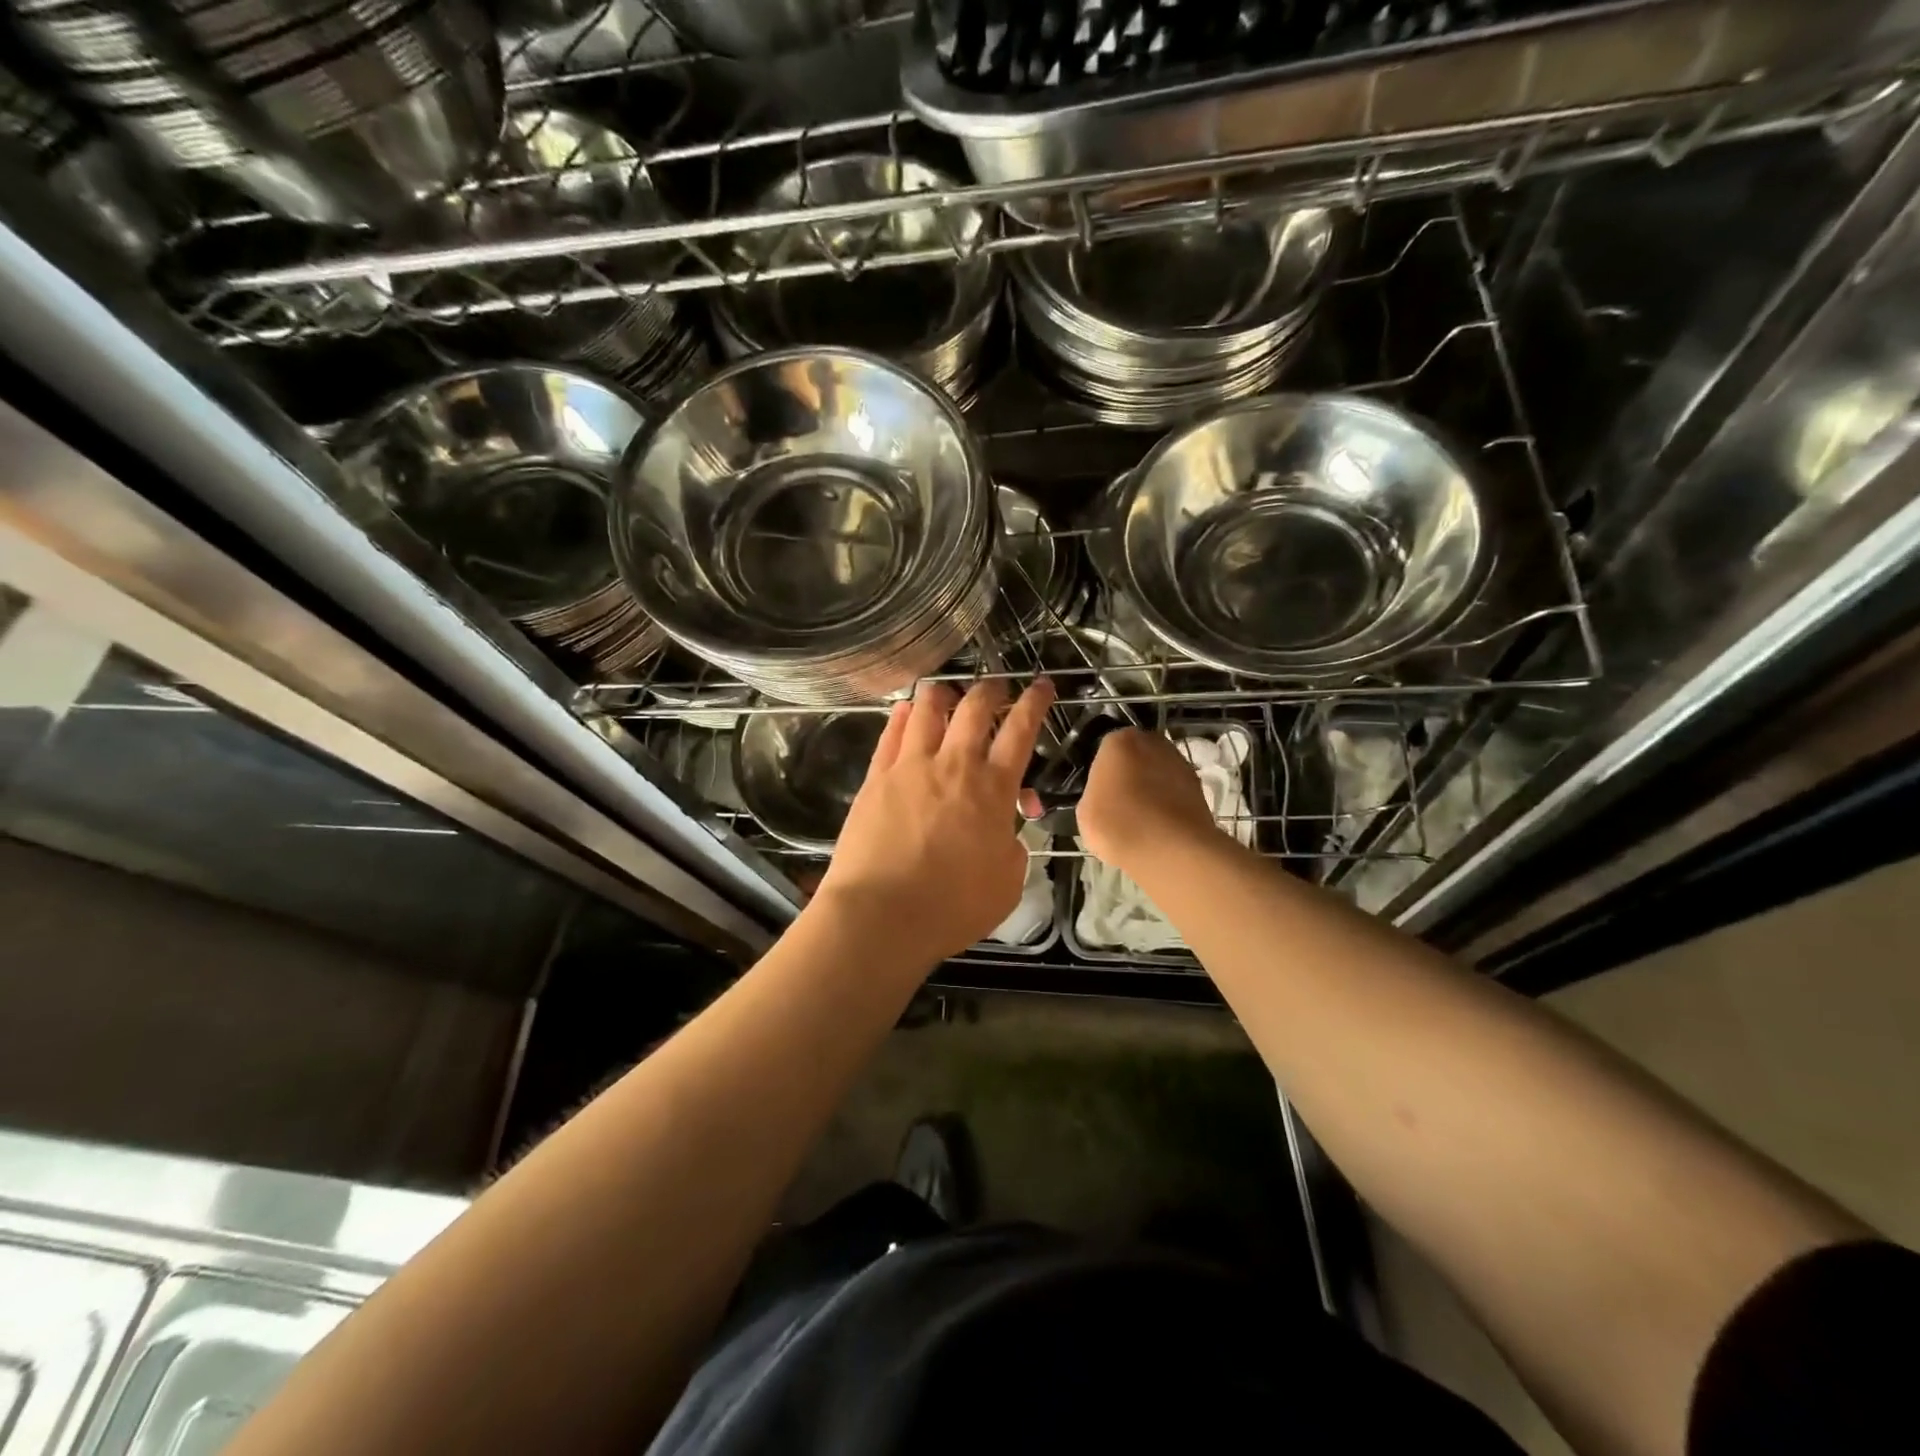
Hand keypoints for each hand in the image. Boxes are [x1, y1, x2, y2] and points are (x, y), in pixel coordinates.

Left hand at [815, 676, 1055, 965]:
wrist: (881, 914)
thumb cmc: (953, 906)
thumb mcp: (1007, 882)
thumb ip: (1012, 846)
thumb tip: (1006, 829)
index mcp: (993, 789)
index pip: (1021, 731)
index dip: (1035, 703)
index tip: (1042, 685)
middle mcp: (953, 765)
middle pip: (975, 709)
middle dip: (991, 690)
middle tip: (997, 687)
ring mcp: (910, 767)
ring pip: (928, 710)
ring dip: (943, 693)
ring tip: (947, 689)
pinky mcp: (875, 779)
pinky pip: (891, 734)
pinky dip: (903, 716)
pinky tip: (906, 709)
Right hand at [1078, 727, 1218, 876]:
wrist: (1173, 850)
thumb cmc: (1120, 825)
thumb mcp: (1085, 813)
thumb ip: (1093, 794)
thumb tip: (1104, 797)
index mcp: (1119, 741)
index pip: (1105, 751)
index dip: (1102, 774)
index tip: (1100, 795)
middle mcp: (1153, 742)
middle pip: (1135, 757)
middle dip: (1129, 775)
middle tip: (1120, 805)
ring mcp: (1181, 763)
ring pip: (1158, 773)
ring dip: (1151, 789)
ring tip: (1142, 820)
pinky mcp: (1200, 787)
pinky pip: (1175, 792)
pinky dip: (1168, 804)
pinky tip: (1160, 827)